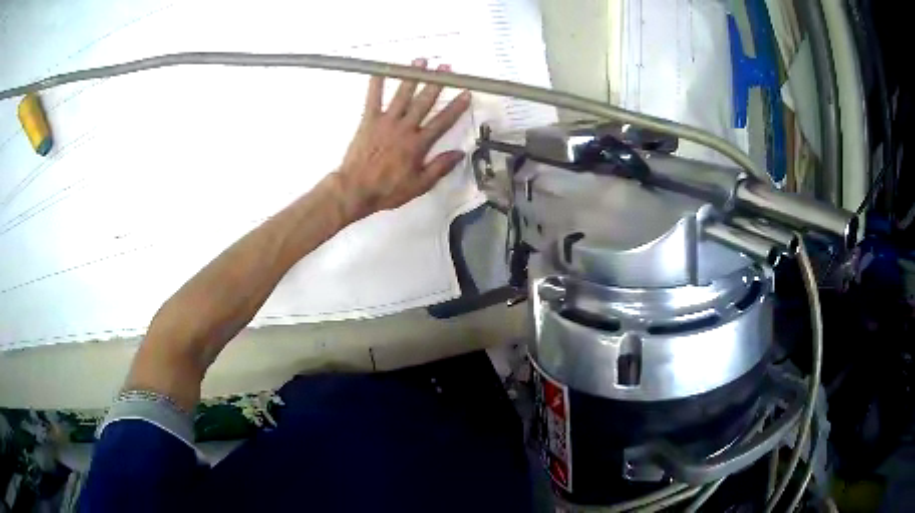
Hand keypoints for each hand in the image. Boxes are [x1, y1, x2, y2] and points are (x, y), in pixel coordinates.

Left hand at [333, 58, 471, 219]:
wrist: (355, 189)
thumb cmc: (388, 189)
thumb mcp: (420, 185)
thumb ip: (440, 167)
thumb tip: (460, 153)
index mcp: (419, 144)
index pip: (443, 121)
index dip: (456, 107)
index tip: (466, 93)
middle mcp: (405, 127)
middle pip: (424, 101)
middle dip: (437, 83)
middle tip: (446, 67)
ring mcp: (386, 121)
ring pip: (402, 95)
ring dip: (412, 77)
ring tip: (420, 61)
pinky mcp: (369, 120)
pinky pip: (373, 98)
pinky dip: (376, 83)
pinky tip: (380, 69)